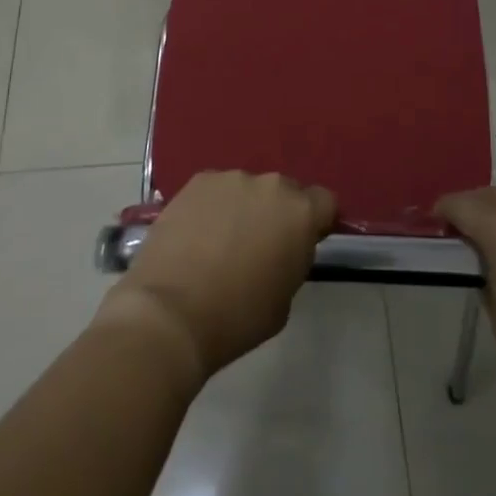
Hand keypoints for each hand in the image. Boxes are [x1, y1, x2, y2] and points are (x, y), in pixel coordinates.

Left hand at [95, 171, 335, 385]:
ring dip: (243, 207)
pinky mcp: (197, 181)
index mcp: (301, 213)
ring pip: (248, 189)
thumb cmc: (237, 317)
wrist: (170, 313)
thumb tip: (283, 248)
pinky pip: (216, 190)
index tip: (302, 243)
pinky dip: (213, 206)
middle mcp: (270, 185)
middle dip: (278, 213)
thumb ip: (292, 260)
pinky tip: (196, 234)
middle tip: (260, 244)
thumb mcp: (284, 299)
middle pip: (285, 191)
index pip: (325, 202)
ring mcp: (231, 178)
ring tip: (221, 241)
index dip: (316, 222)